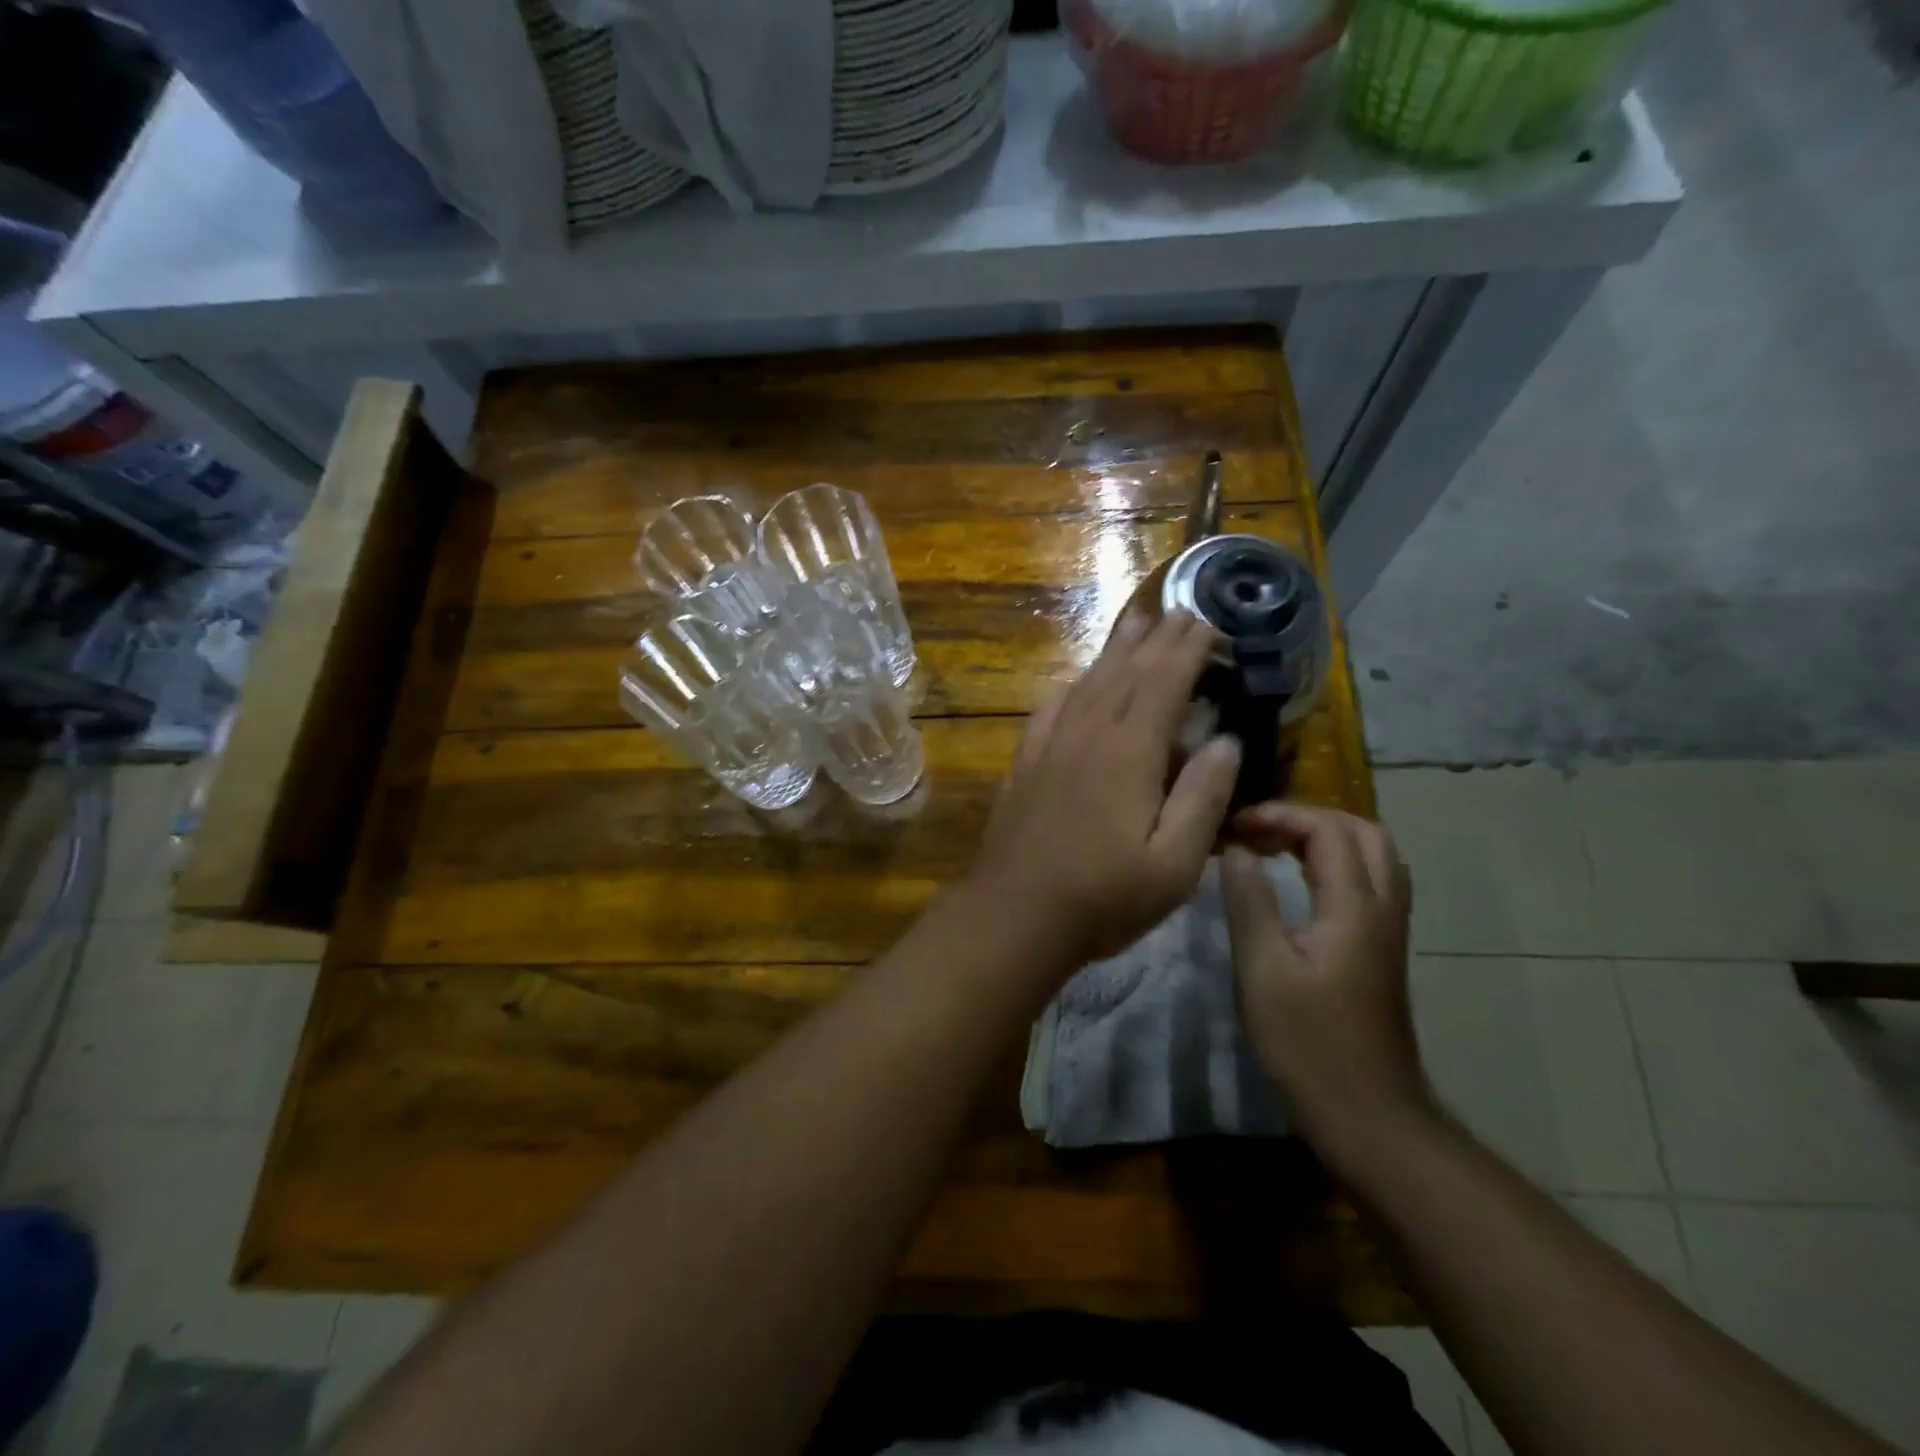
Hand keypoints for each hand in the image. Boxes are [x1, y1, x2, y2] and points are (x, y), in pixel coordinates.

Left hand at [969, 609, 1241, 970]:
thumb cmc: (1103, 897)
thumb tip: (1226, 740)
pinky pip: (1051, 708)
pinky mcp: (1025, 763)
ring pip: (1088, 683)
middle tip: (1178, 612)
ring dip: (1115, 652)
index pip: (1164, 684)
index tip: (1206, 622)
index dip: (1187, 650)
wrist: (1014, 914)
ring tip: (1135, 625)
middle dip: (1157, 640)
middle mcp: (1088, 735)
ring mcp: (1050, 746)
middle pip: (1126, 674)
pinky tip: (1076, 681)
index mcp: (1129, 753)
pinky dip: (1072, 685)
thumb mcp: (1174, 863)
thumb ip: (1203, 797)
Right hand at [1219, 804, 1430, 1157]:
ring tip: (1276, 846)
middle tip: (1258, 829)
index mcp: (1354, 908)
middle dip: (1309, 817)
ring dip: (1327, 837)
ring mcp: (1389, 931)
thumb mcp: (1263, 970)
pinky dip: (1337, 862)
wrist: (1369, 1115)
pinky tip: (1301, 881)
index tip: (1234, 826)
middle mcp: (1382, 909)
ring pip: (1374, 856)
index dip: (1280, 816)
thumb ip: (1249, 901)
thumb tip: (1235, 849)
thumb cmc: (1308, 1044)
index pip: (1328, 830)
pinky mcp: (1382, 951)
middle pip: (1364, 832)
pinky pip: (1371, 881)